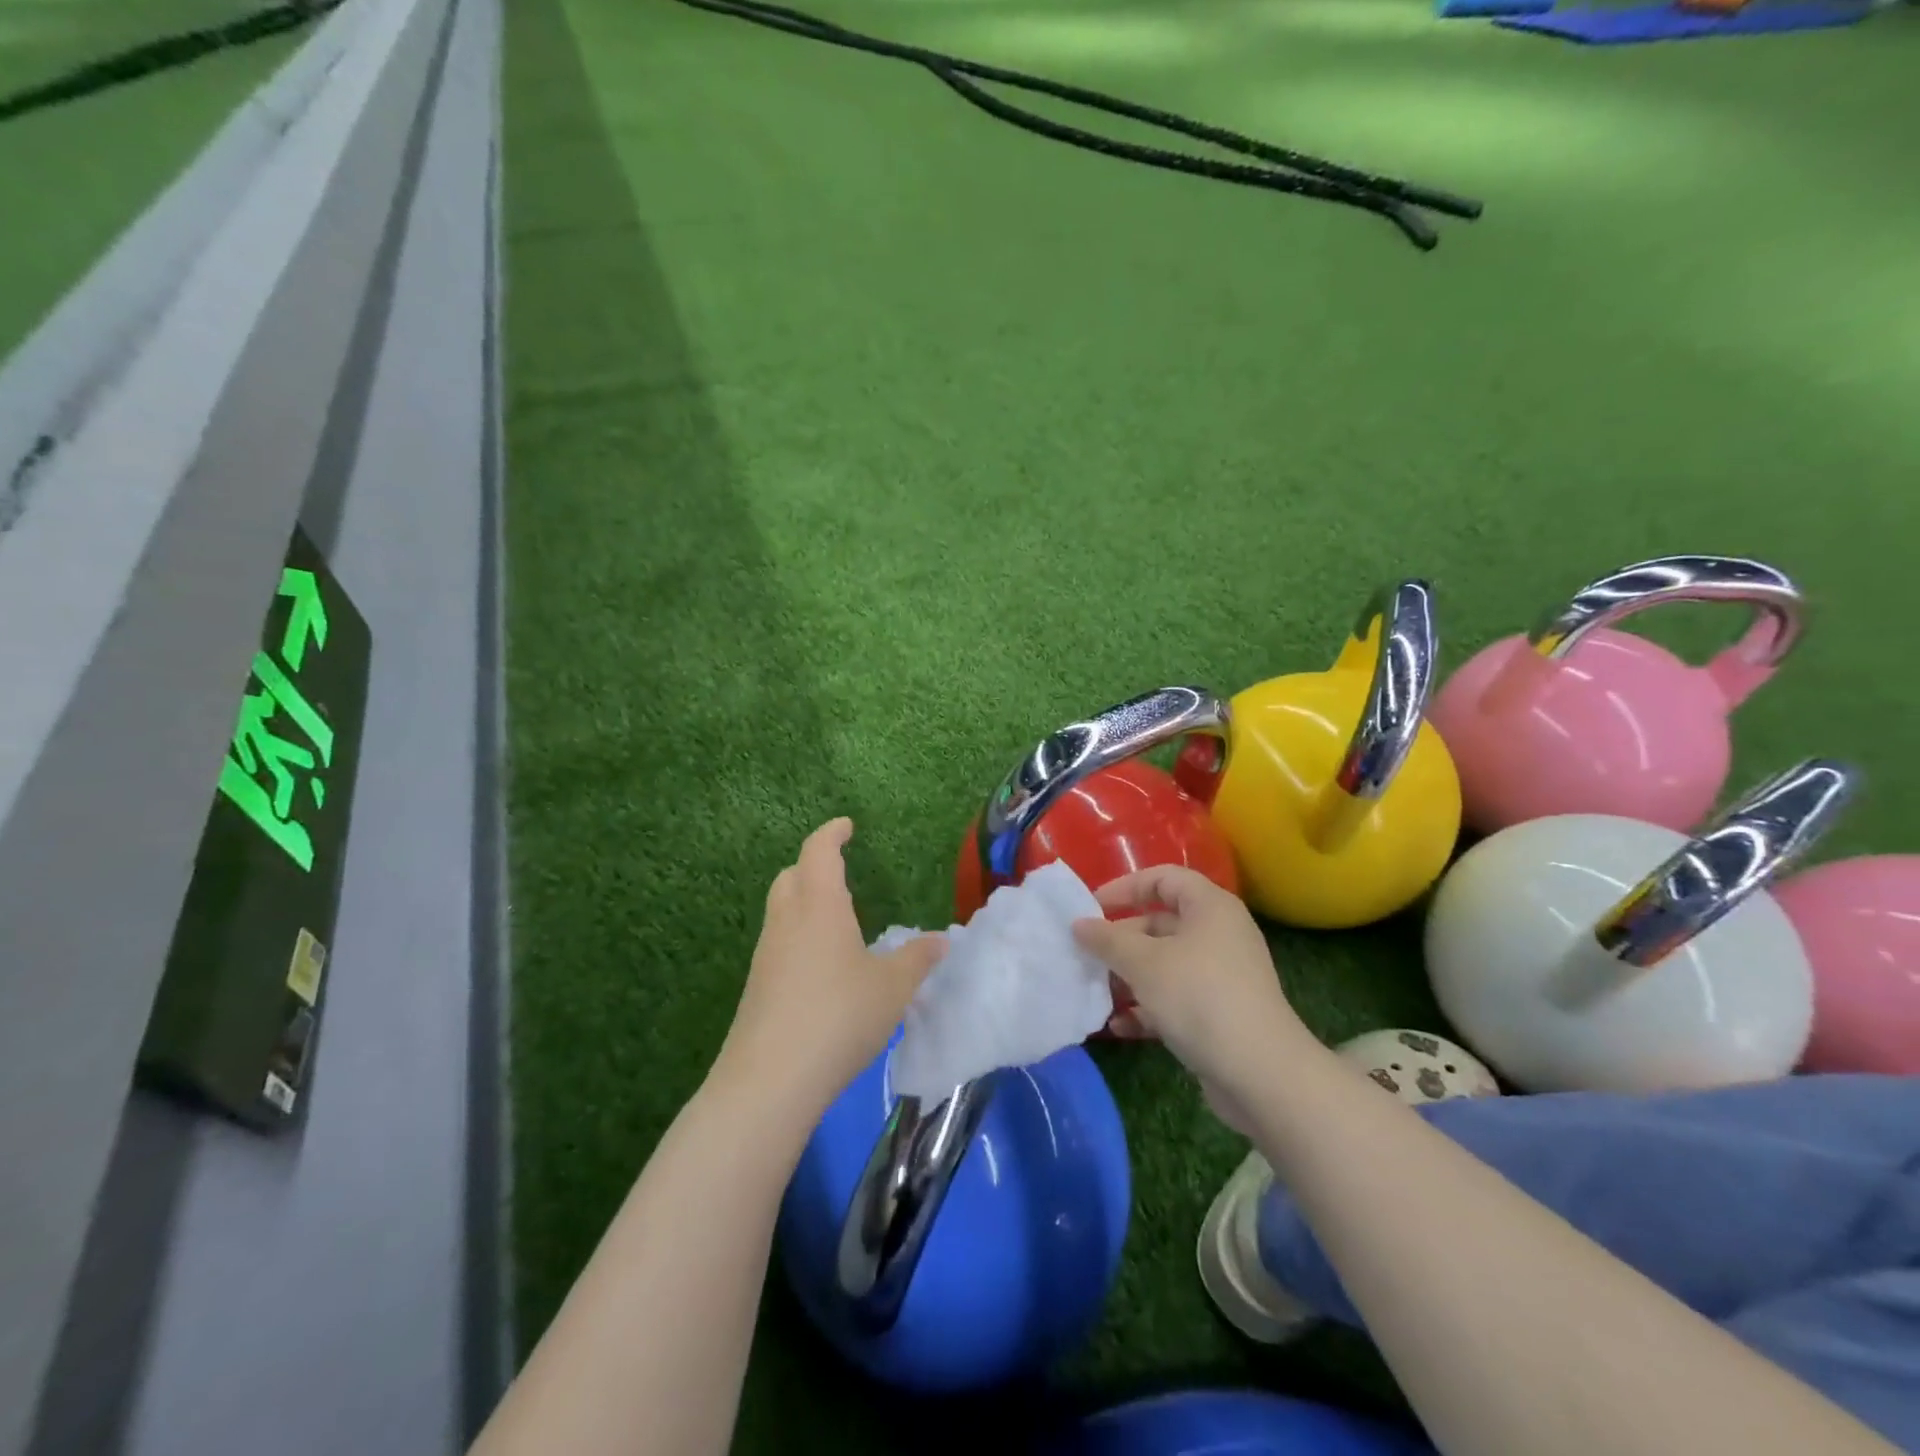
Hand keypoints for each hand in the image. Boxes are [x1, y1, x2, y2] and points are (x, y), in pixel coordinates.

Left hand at [713, 819, 945, 1125]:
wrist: (770, 1079)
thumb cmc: (839, 1016)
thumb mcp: (892, 987)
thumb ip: (917, 959)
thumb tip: (940, 941)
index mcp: (819, 906)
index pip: (819, 851)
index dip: (832, 833)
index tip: (846, 826)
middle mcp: (787, 921)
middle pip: (792, 876)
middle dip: (813, 865)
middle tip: (839, 871)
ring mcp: (766, 954)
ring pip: (782, 910)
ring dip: (804, 902)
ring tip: (836, 920)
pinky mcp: (757, 987)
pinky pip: (779, 943)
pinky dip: (799, 936)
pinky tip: (821, 967)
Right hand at [1073, 866, 1316, 1122]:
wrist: (1261, 1074)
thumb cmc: (1199, 998)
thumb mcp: (1144, 963)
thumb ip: (1107, 940)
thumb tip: (1079, 924)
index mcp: (1209, 907)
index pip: (1163, 878)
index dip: (1125, 887)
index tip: (1092, 908)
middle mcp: (1219, 934)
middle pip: (1160, 923)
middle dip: (1120, 940)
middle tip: (1086, 955)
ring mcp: (1221, 975)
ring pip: (1164, 964)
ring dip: (1129, 977)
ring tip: (1096, 992)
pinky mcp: (1219, 1013)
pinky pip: (1175, 998)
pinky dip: (1148, 1007)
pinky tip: (1120, 1025)